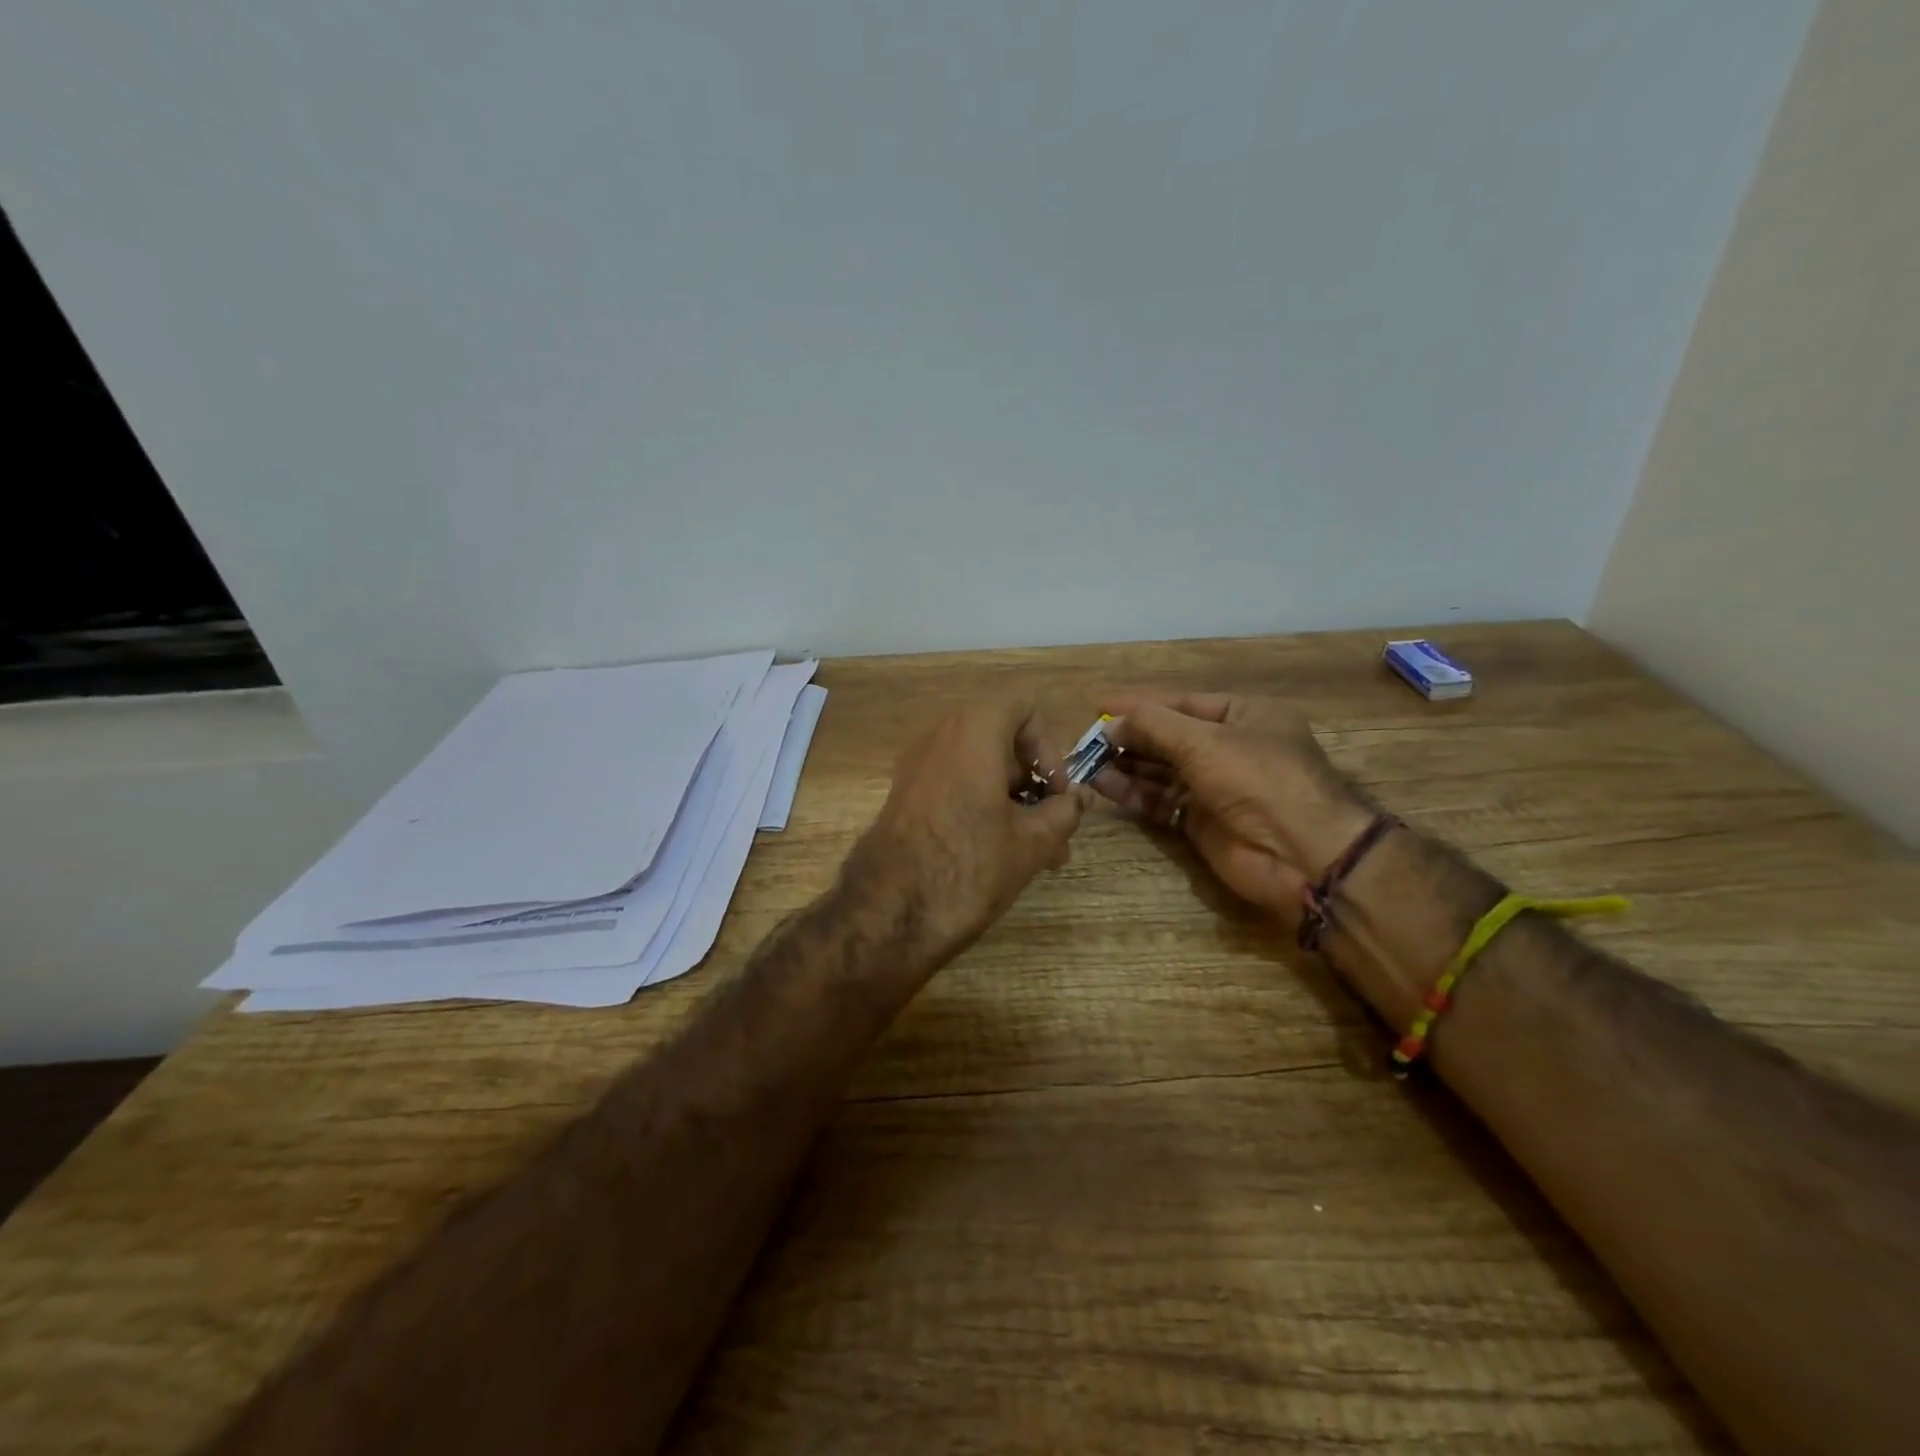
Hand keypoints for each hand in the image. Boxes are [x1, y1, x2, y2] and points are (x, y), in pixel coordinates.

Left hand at [845, 699, 1090, 966]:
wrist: (889, 912)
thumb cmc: (969, 866)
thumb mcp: (1032, 842)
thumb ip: (1064, 812)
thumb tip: (1078, 799)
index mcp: (973, 730)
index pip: (1024, 706)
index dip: (1049, 745)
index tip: (1055, 792)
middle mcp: (940, 735)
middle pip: (1002, 739)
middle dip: (1034, 782)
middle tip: (1054, 829)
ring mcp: (916, 764)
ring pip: (979, 768)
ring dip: (1012, 800)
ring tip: (1037, 853)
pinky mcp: (904, 794)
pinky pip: (954, 784)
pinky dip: (981, 806)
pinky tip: (999, 854)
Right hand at [1094, 693, 1374, 926]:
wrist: (1301, 854)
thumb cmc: (1258, 780)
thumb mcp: (1205, 741)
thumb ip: (1153, 726)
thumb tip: (1109, 723)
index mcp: (1243, 715)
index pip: (1181, 702)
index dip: (1139, 703)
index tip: (1098, 704)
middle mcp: (1229, 747)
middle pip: (1167, 736)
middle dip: (1128, 736)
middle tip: (1086, 739)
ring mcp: (1214, 786)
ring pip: (1159, 770)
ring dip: (1124, 765)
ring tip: (1085, 761)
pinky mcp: (1200, 821)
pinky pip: (1159, 800)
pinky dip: (1132, 792)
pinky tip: (1101, 785)